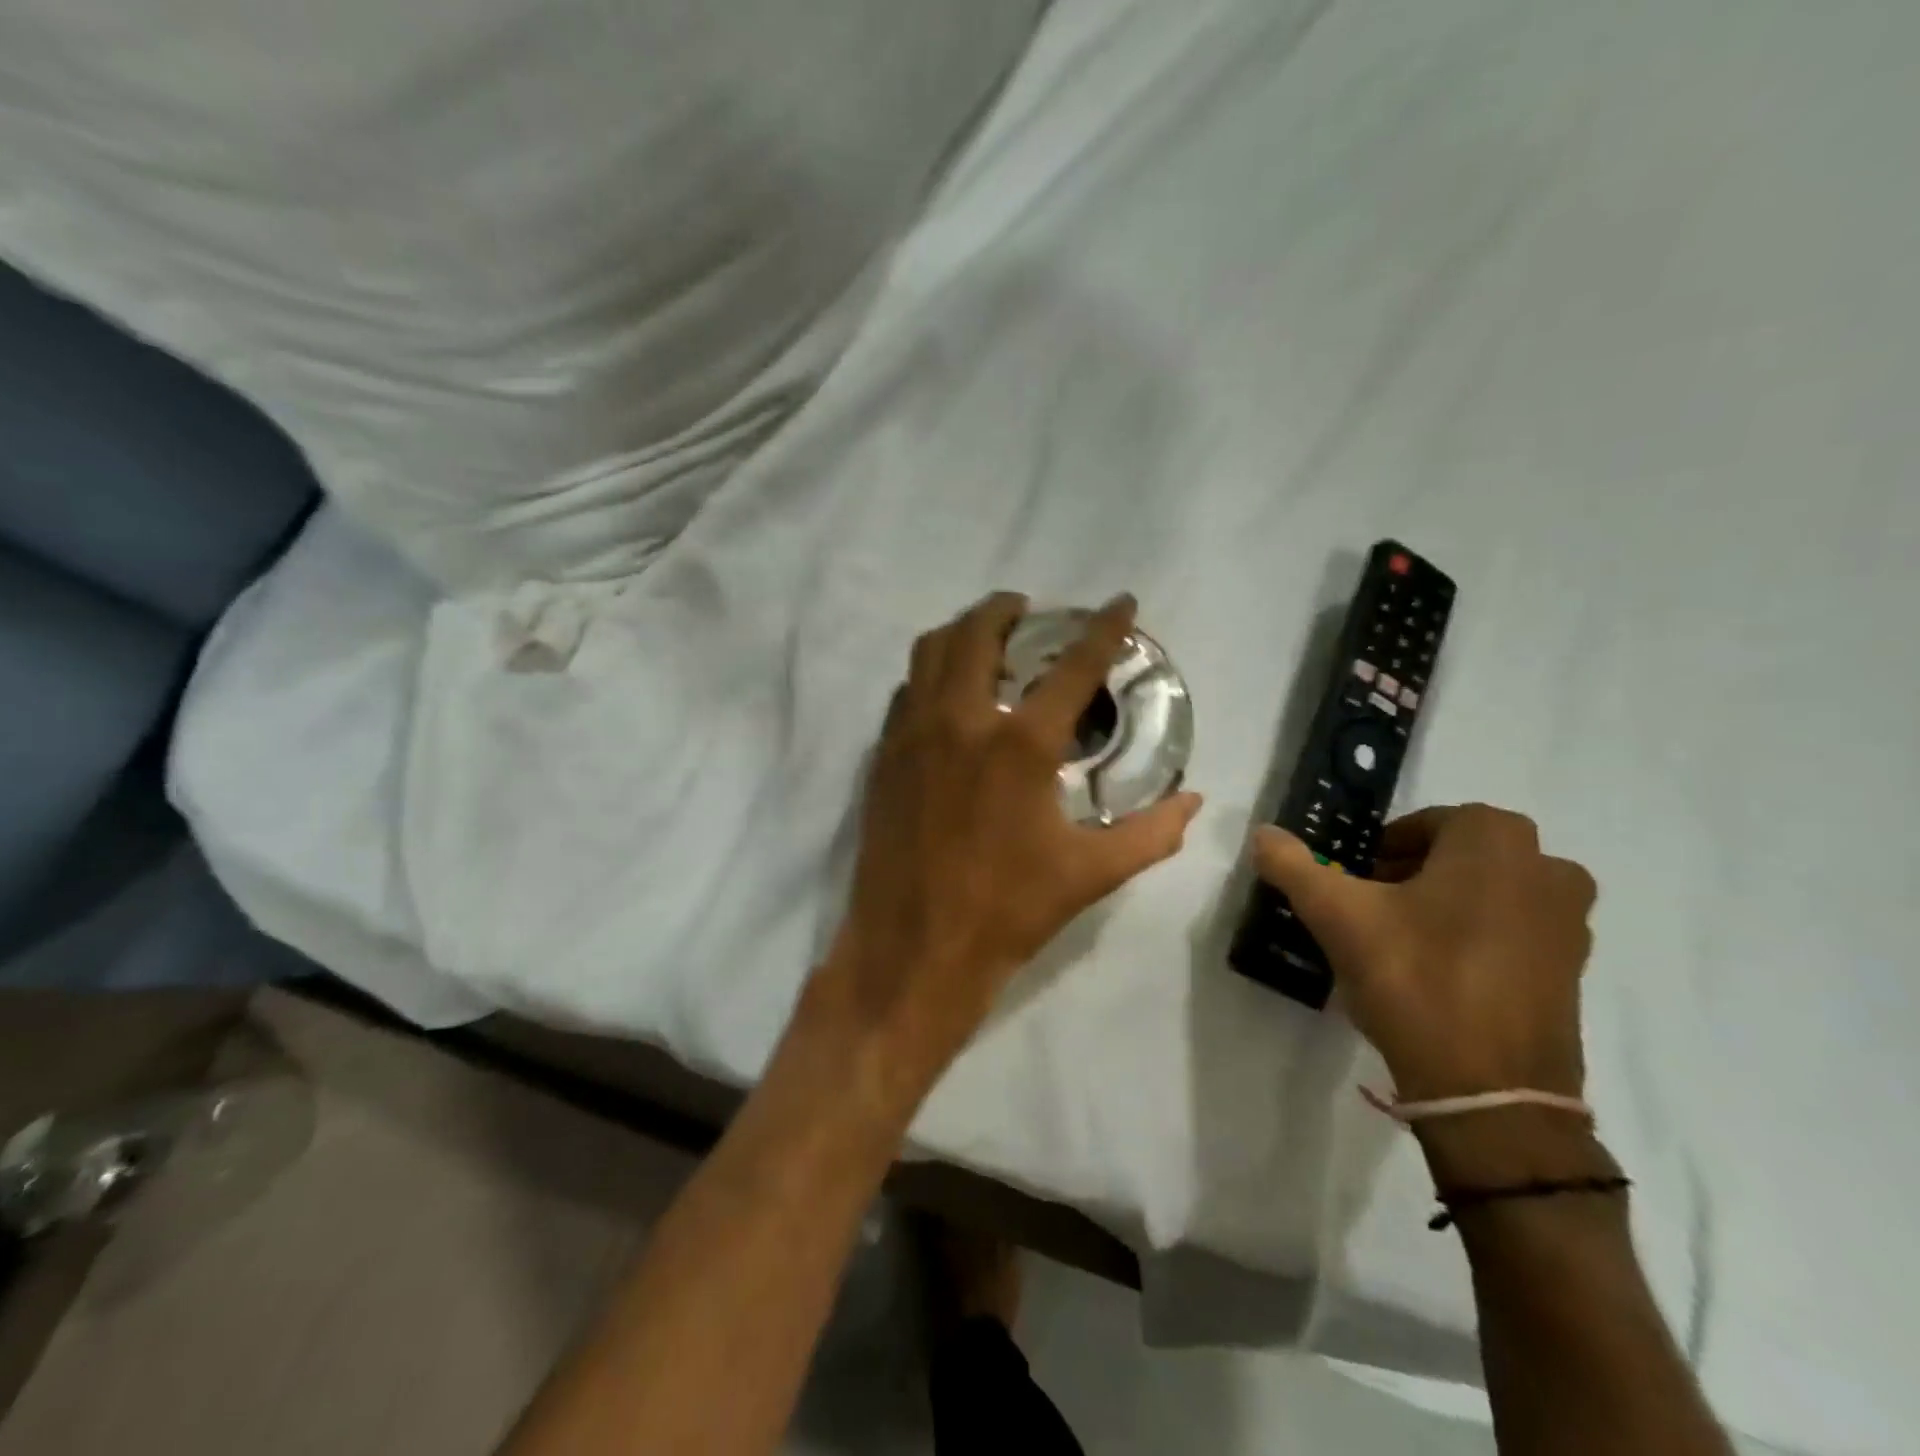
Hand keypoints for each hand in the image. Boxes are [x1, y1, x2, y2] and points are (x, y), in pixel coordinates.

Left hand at [815, 592, 1202, 1100]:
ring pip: (930, 651)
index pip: (1073, 666)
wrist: (913, 949)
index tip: (1121, 602)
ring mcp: (913, 734)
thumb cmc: (1007, 912)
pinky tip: (947, 693)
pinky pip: (906, 691)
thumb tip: (1194, 802)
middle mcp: (962, 721)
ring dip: (962, 630)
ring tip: (986, 636)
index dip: (1104, 628)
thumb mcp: (1089, 875)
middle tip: (1029, 610)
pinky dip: (930, 673)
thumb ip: (1150, 834)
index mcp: (1020, 745)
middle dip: (1006, 608)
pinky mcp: (884, 755)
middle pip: (980, 632)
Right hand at [1252, 806, 1594, 1101]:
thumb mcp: (1336, 915)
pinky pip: (1513, 932)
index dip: (1383, 849)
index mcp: (1495, 840)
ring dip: (1445, 903)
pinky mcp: (1573, 971)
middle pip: (1459, 855)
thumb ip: (1293, 865)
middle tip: (1371, 907)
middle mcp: (1546, 868)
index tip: (1355, 881)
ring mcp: (1570, 922)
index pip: (1425, 823)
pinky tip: (1437, 974)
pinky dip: (1476, 938)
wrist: (1490, 1091)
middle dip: (1413, 873)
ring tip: (1401, 941)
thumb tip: (1262, 833)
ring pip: (1488, 892)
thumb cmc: (1414, 978)